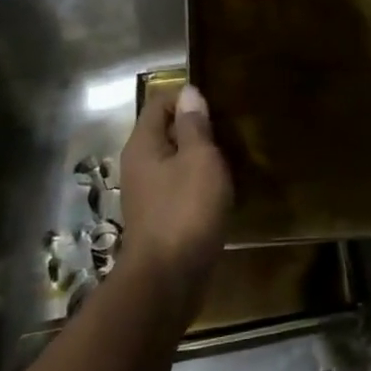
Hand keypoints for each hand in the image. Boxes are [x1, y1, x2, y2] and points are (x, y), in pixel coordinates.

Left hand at [118, 84, 232, 302]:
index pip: (160, 104)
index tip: (218, 104)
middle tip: (230, 129)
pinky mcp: (160, 217)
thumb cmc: (186, 210)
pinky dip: (198, 182)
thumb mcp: (199, 158)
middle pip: (166, 132)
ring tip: (231, 157)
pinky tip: (220, 189)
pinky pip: (179, 187)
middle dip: (196, 127)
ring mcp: (147, 194)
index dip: (187, 98)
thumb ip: (194, 125)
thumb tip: (189, 92)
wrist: (169, 278)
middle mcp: (139, 165)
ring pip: (174, 161)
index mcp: (143, 145)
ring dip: (199, 157)